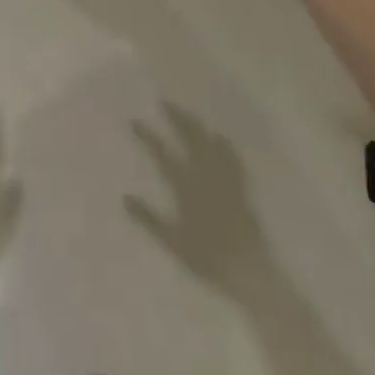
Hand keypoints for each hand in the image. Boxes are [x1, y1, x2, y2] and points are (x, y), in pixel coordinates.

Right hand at [125, 103, 267, 293]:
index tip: (135, 121)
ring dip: (197, 125)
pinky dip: (224, 144)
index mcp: (185, 186)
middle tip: (165, 102)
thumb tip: (125, 197)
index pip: (162, 153)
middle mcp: (205, 174)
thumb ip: (148, 218)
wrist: (248, 272)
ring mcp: (224, 178)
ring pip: (209, 142)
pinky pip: (232, 158)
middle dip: (177, 118)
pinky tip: (220, 137)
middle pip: (190, 138)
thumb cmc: (207, 258)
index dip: (148, 136)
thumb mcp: (172, 242)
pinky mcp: (241, 187)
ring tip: (187, 114)